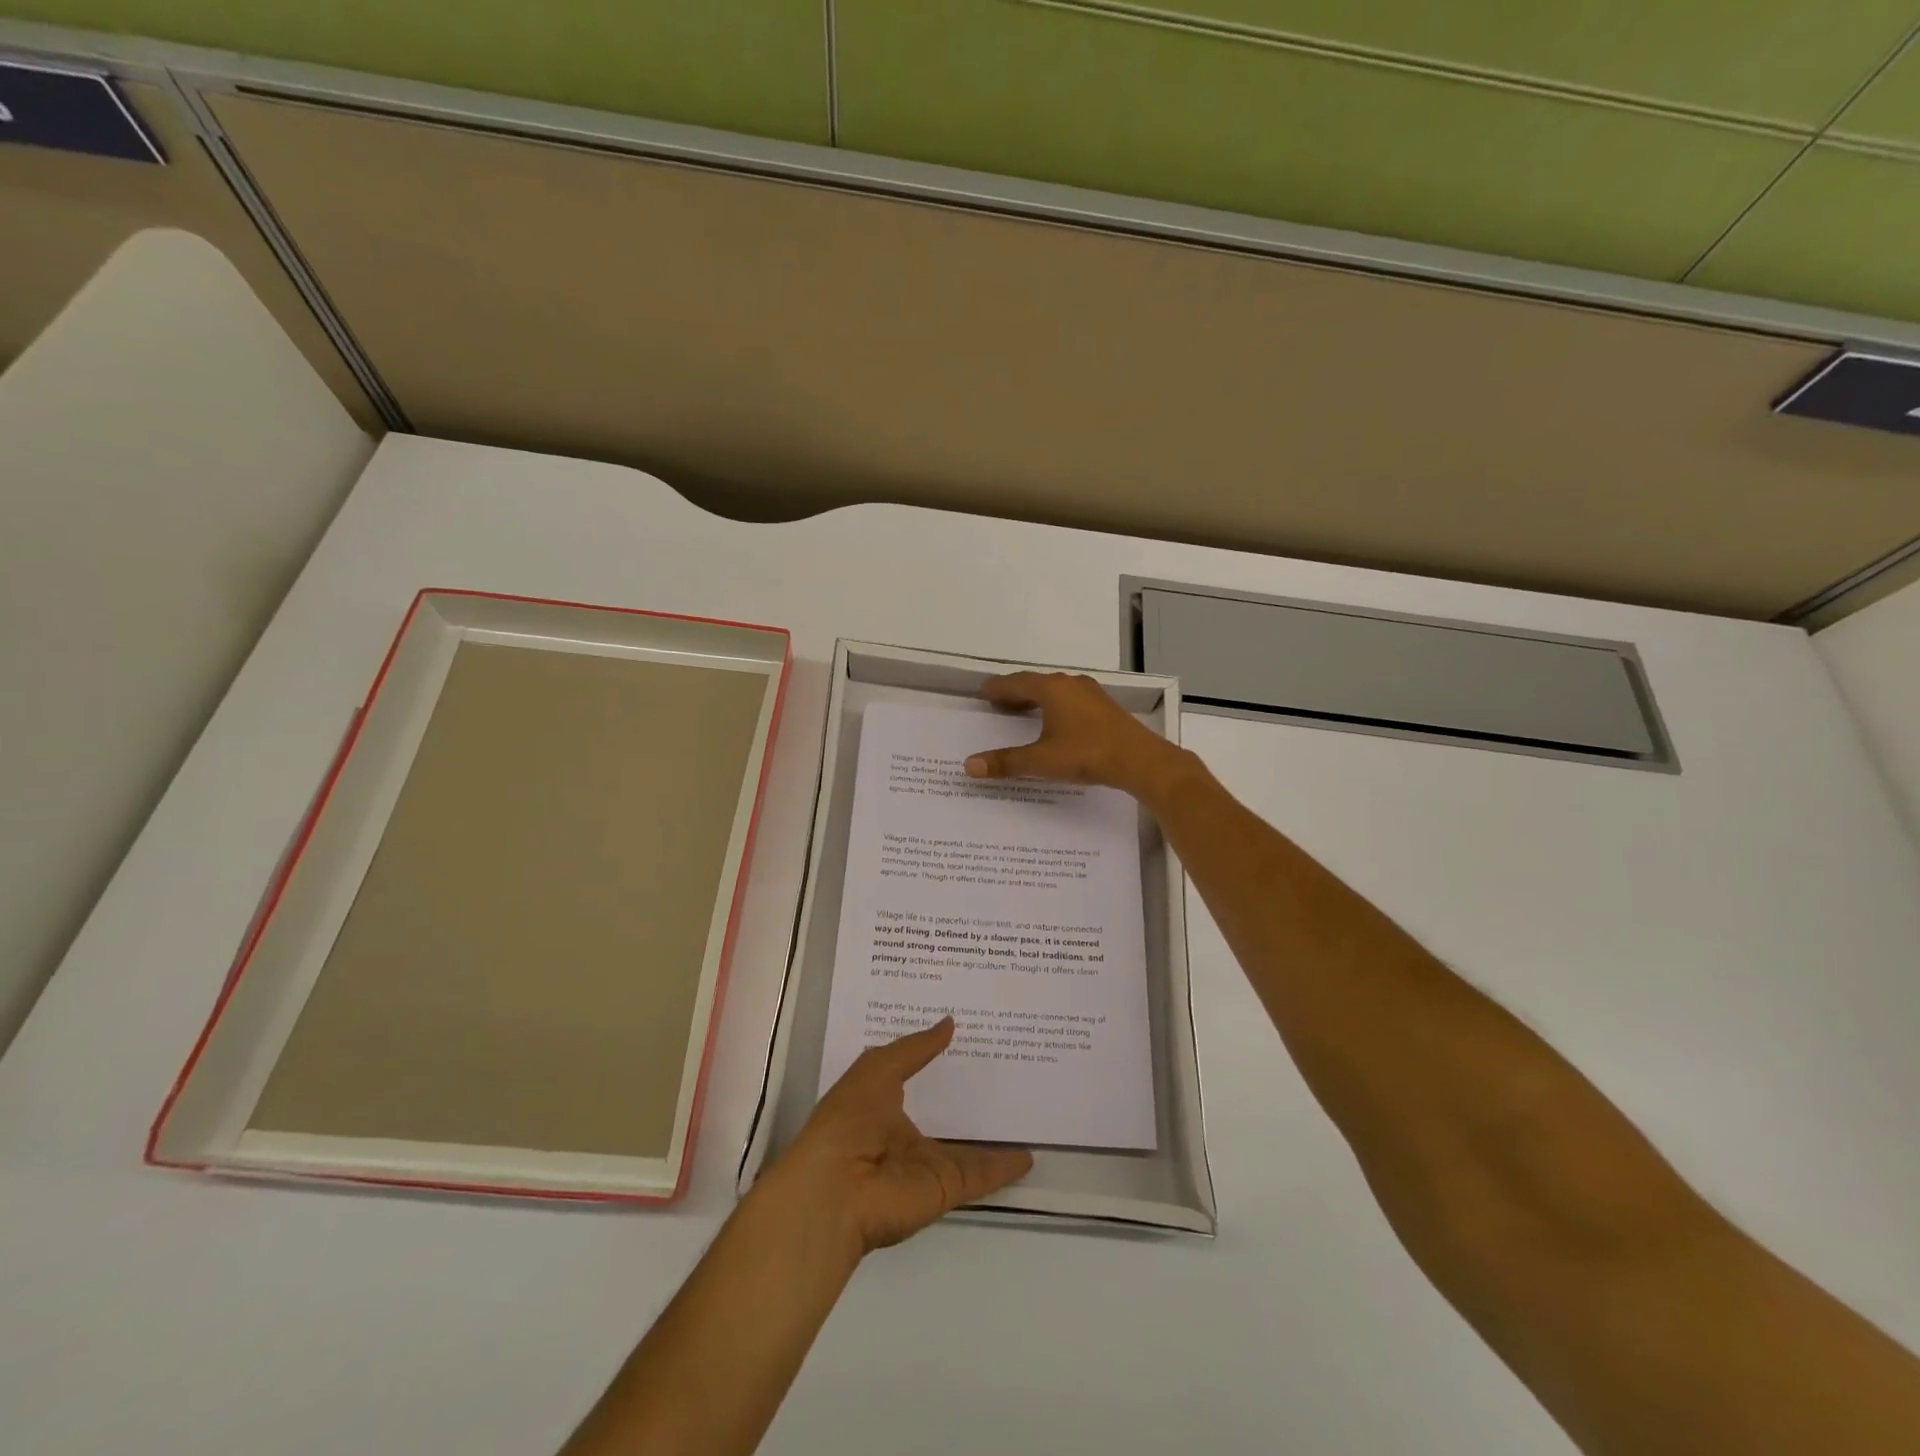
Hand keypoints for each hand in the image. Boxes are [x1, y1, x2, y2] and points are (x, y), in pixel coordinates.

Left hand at [770, 1019, 1032, 1255]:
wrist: (836, 1190)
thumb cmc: (849, 1119)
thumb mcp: (878, 1068)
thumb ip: (916, 1048)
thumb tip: (950, 1022)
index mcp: (881, 1105)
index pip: (913, 1077)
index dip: (933, 1058)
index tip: (964, 1035)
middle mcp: (904, 1136)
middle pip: (943, 1114)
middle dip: (967, 1096)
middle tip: (1004, 1069)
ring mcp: (926, 1165)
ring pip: (967, 1149)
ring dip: (992, 1137)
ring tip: (1024, 1112)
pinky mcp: (945, 1189)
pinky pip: (980, 1175)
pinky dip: (1004, 1168)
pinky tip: (1029, 1155)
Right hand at [964, 672, 1192, 801]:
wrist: (1140, 760)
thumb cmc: (1086, 754)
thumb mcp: (1041, 760)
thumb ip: (1006, 762)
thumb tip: (969, 765)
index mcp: (1052, 689)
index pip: (1016, 683)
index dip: (998, 688)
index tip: (983, 692)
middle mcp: (1070, 684)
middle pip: (1036, 683)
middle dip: (1016, 692)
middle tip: (998, 702)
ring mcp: (1091, 694)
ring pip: (1056, 690)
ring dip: (1038, 698)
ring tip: (1023, 711)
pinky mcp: (1105, 707)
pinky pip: (1071, 699)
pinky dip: (1056, 706)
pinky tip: (1056, 721)